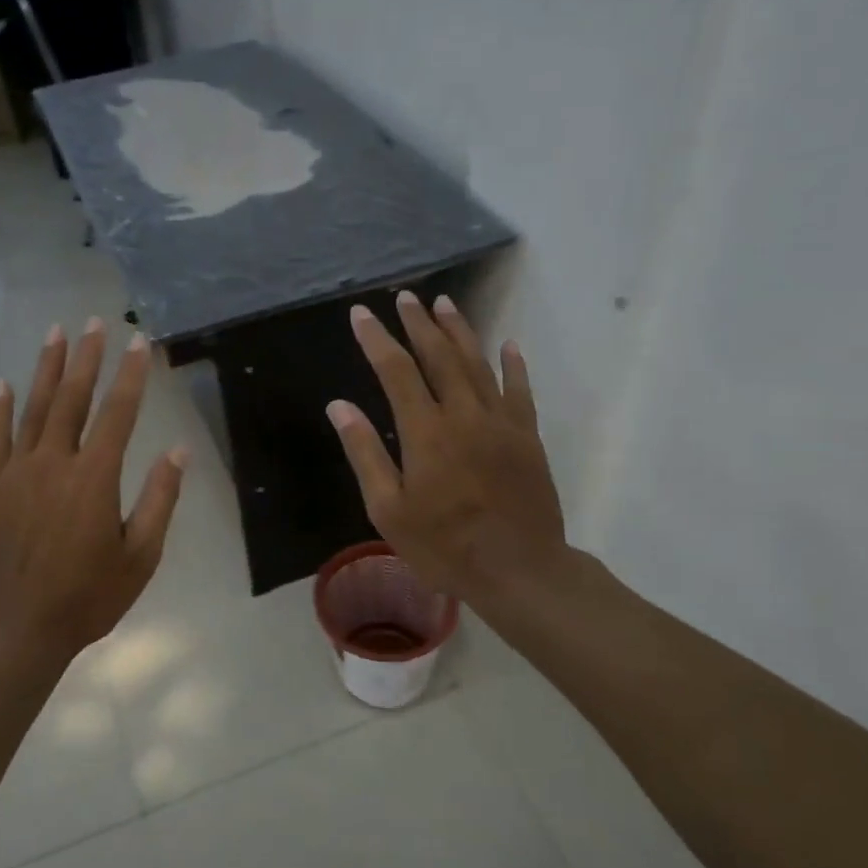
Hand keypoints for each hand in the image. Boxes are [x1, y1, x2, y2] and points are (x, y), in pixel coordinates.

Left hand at [0, 319, 186, 663]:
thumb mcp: (140, 557)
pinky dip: (0, 409)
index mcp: (94, 478)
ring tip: (55, 333)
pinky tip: (3, 384)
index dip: (131, 375)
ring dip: (46, 368)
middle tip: (94, 322)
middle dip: (86, 357)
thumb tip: (177, 452)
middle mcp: (54, 463)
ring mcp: (17, 472)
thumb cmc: (86, 597)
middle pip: (72, 398)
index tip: (139, 342)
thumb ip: (159, 500)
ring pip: (34, 408)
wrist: (14, 628)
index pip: (118, 413)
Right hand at [326, 292, 565, 607]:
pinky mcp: (527, 437)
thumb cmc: (444, 546)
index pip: (395, 371)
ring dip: (459, 331)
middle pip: (439, 356)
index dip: (376, 339)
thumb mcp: (388, 510)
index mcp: (425, 432)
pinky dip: (513, 365)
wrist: (519, 570)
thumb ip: (365, 453)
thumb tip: (340, 406)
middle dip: (419, 324)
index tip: (361, 314)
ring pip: (478, 364)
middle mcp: (464, 415)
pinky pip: (519, 390)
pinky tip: (508, 345)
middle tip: (406, 297)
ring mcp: (501, 423)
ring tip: (444, 303)